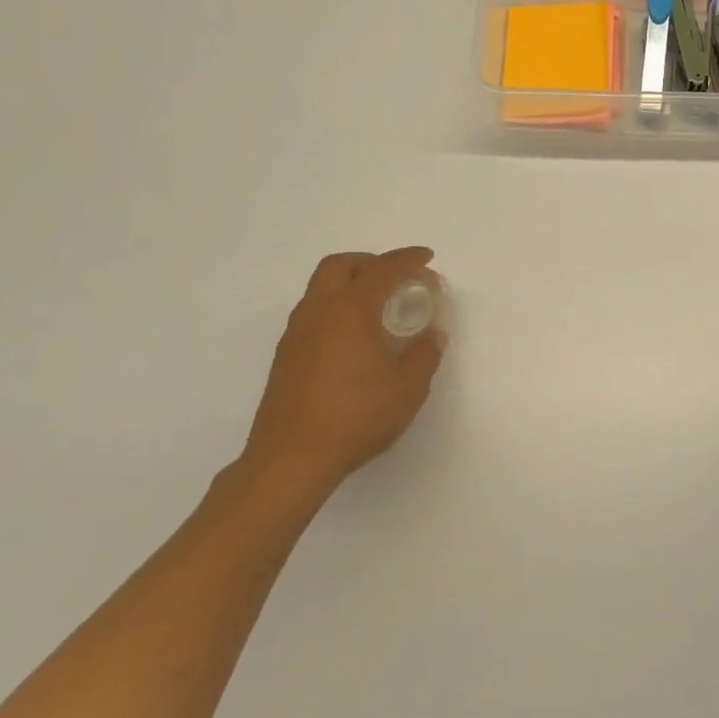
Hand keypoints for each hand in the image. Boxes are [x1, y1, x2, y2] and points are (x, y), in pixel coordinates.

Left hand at [241, 247, 445, 506]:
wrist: (291, 459)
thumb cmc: (356, 417)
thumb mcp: (407, 388)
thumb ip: (424, 354)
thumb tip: (433, 334)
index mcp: (350, 311)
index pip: (382, 269)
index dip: (407, 259)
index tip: (427, 258)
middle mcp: (318, 312)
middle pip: (340, 266)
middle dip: (371, 262)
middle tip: (396, 277)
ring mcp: (296, 334)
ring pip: (320, 288)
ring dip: (350, 284)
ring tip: (377, 307)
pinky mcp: (285, 356)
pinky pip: (313, 312)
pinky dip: (336, 308)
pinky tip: (353, 338)